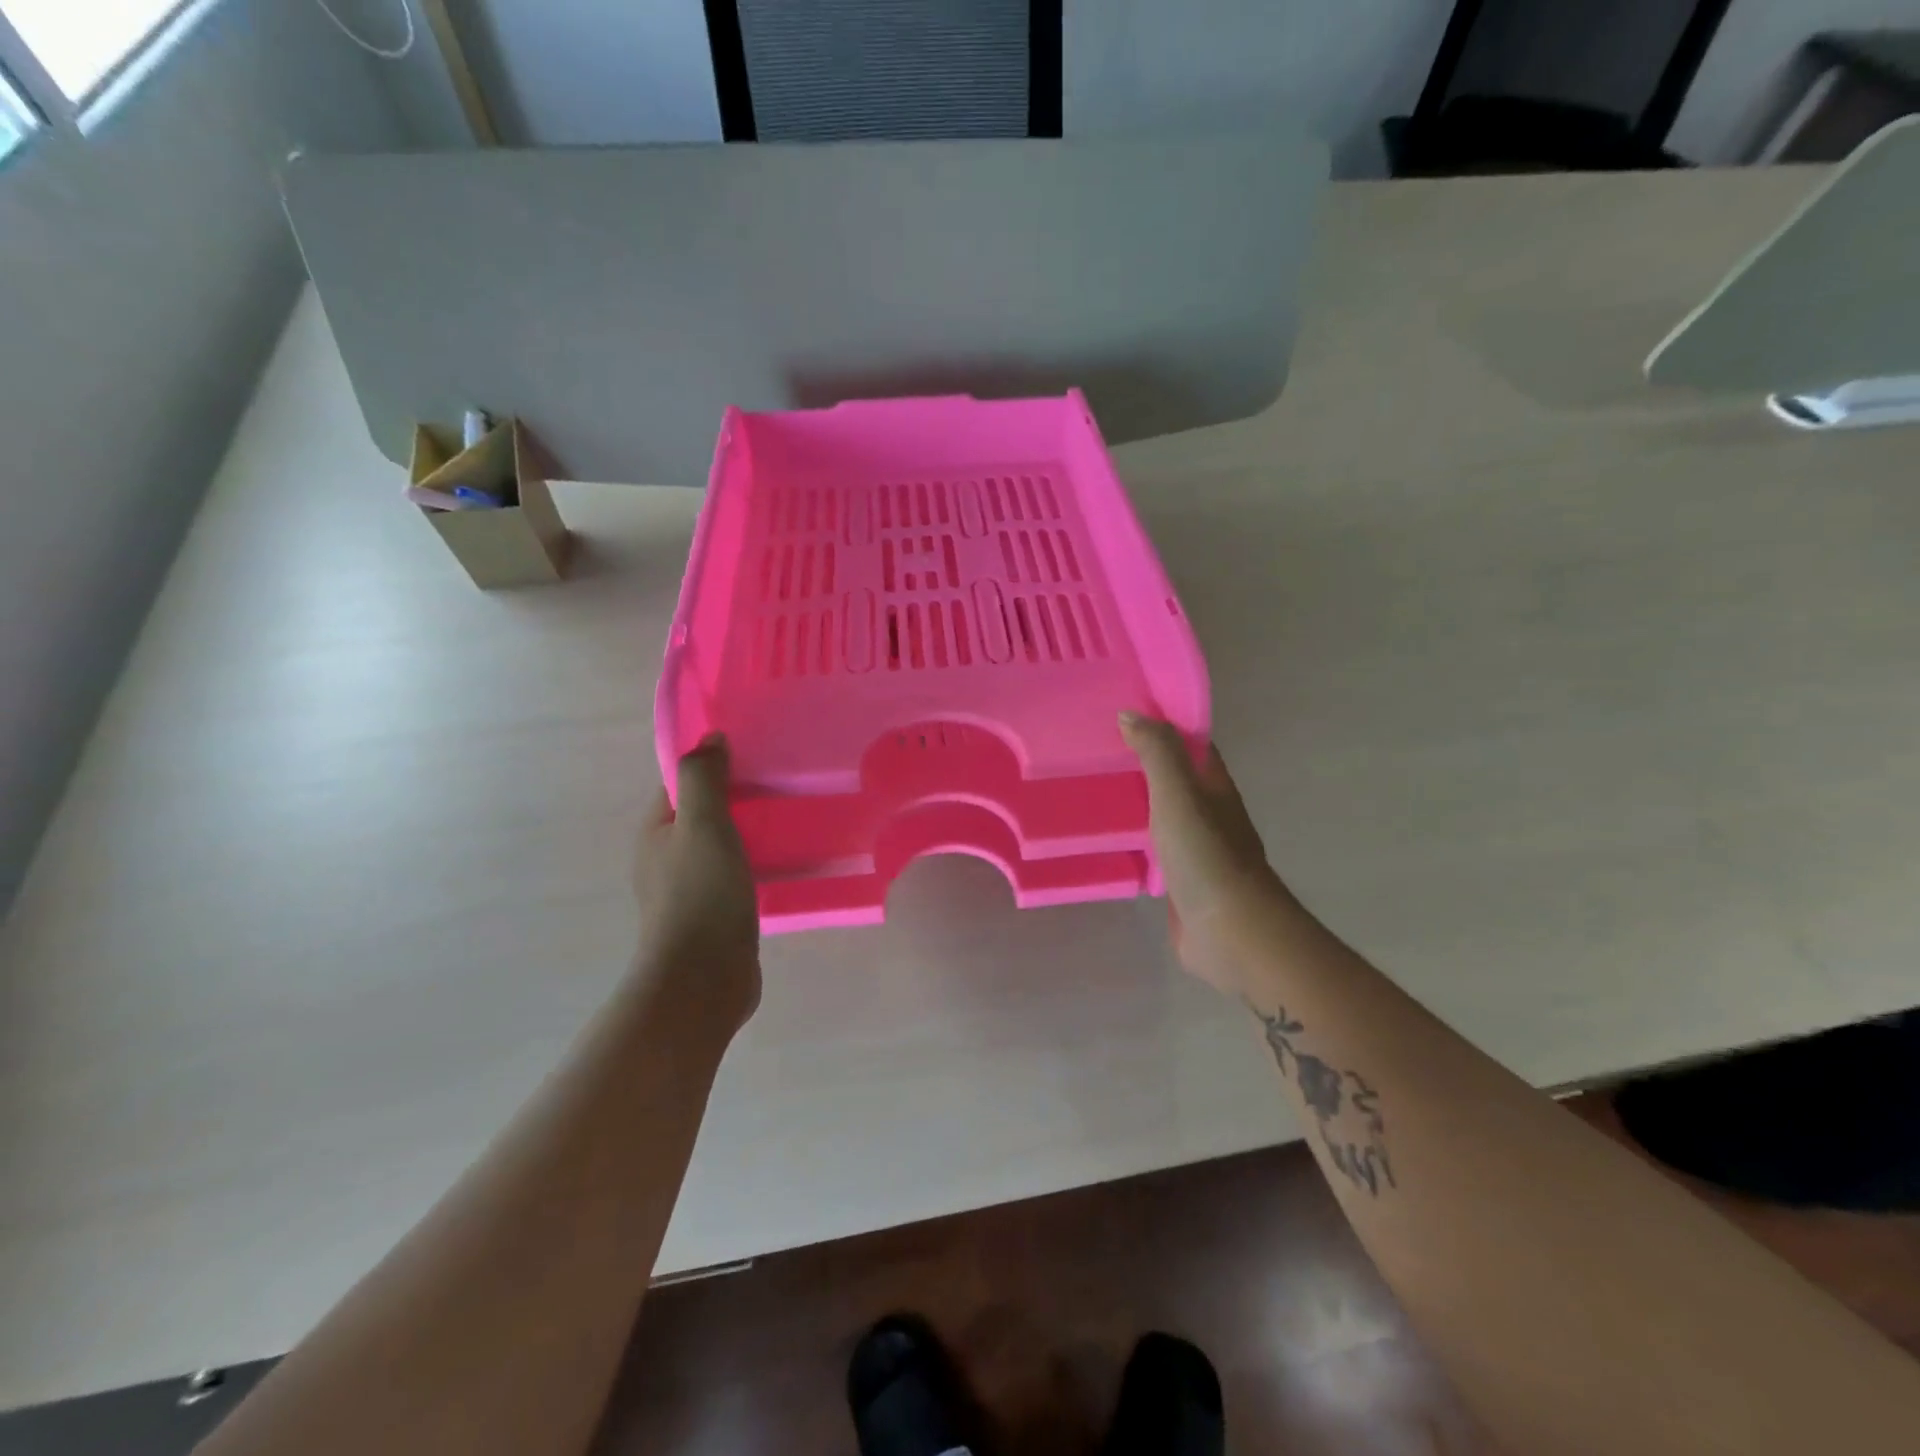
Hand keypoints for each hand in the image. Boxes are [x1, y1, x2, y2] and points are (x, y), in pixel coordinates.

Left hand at [635, 735, 760, 1028]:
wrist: (704, 977)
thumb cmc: (701, 893)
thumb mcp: (702, 824)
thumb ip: (704, 778)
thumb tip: (710, 738)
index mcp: (656, 832)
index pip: (682, 784)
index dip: (712, 765)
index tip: (752, 754)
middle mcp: (667, 858)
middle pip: (703, 815)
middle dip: (737, 798)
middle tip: (781, 783)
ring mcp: (691, 890)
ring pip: (722, 847)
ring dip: (750, 832)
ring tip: (791, 817)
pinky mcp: (715, 915)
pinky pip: (737, 876)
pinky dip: (757, 864)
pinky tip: (786, 861)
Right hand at [1120, 712, 1278, 995]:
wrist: (1231, 933)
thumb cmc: (1206, 855)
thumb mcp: (1179, 794)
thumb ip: (1157, 753)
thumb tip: (1130, 714)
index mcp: (1215, 788)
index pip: (1191, 745)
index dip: (1164, 725)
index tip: (1125, 712)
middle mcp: (1209, 814)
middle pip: (1176, 779)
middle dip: (1143, 763)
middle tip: (1096, 748)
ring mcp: (1197, 850)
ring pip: (1163, 815)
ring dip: (1136, 801)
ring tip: (1092, 787)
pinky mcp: (1181, 882)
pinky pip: (1154, 850)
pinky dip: (1134, 839)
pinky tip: (1106, 837)